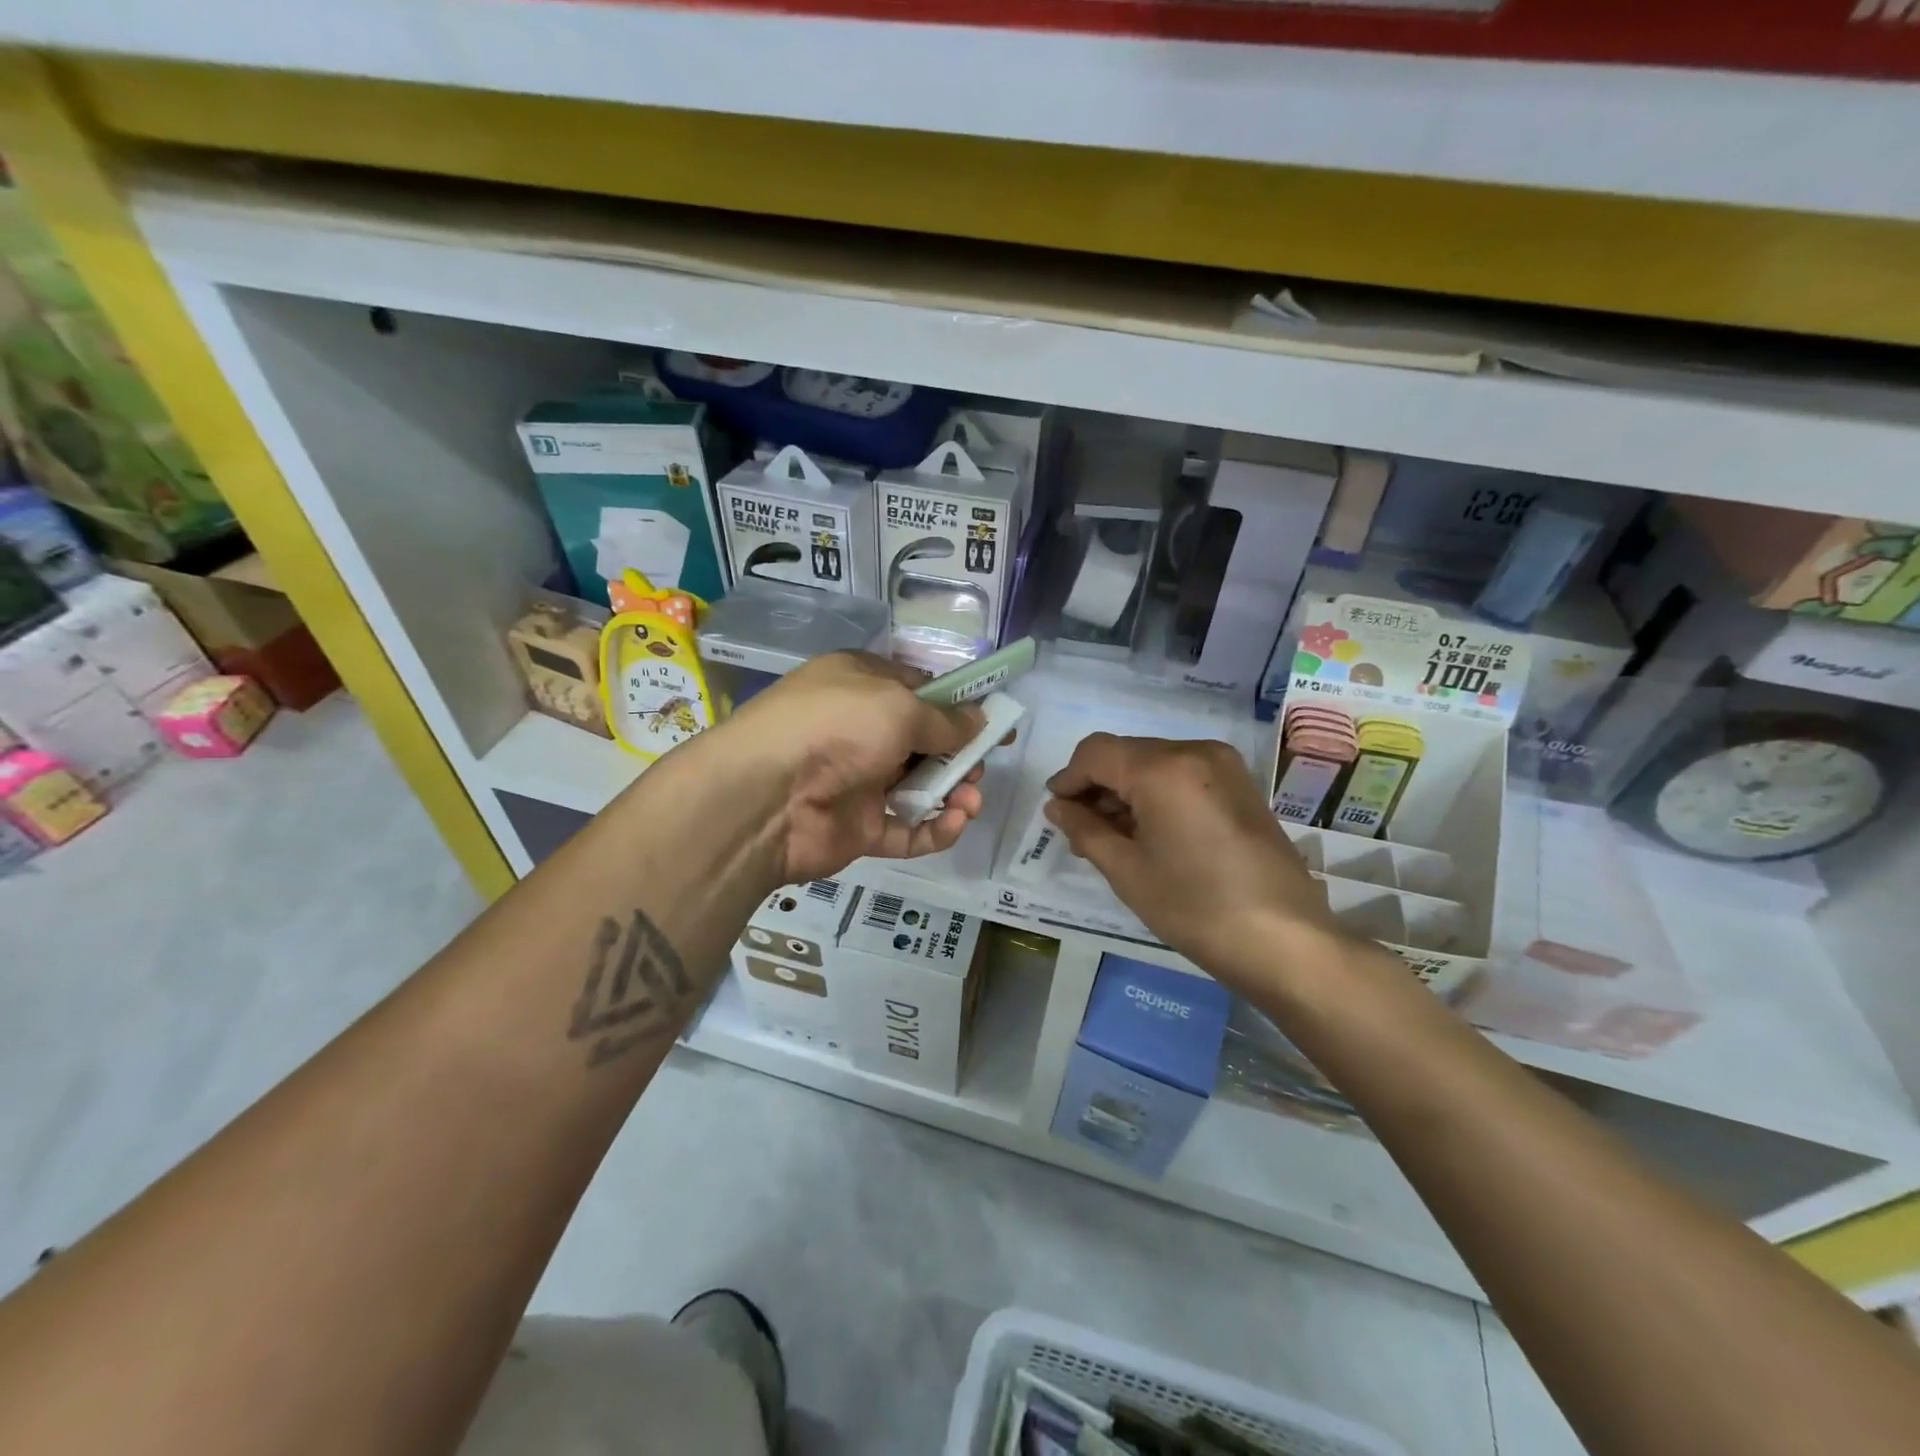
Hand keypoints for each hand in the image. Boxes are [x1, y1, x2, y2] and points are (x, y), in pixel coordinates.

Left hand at [718, 652, 991, 883]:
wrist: (766, 795)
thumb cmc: (837, 726)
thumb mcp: (899, 707)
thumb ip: (945, 719)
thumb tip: (980, 721)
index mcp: (863, 686)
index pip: (920, 691)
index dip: (960, 708)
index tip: (997, 724)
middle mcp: (861, 731)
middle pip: (924, 742)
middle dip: (960, 754)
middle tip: (978, 767)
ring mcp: (858, 782)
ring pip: (919, 787)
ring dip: (954, 793)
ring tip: (970, 799)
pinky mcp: (858, 828)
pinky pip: (905, 830)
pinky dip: (934, 829)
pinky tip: (954, 823)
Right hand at [1044, 734, 1351, 982]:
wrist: (1285, 940)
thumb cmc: (1195, 907)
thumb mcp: (1127, 870)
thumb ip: (1085, 829)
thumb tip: (1058, 806)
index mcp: (1162, 768)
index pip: (1096, 752)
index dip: (1068, 778)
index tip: (1056, 811)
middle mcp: (1194, 751)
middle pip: (1126, 753)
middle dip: (1097, 785)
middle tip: (1082, 830)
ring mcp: (1223, 765)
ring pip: (1154, 762)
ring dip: (1126, 789)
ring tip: (1114, 836)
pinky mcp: (1240, 785)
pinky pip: (1182, 774)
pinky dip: (1157, 793)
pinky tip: (1151, 831)